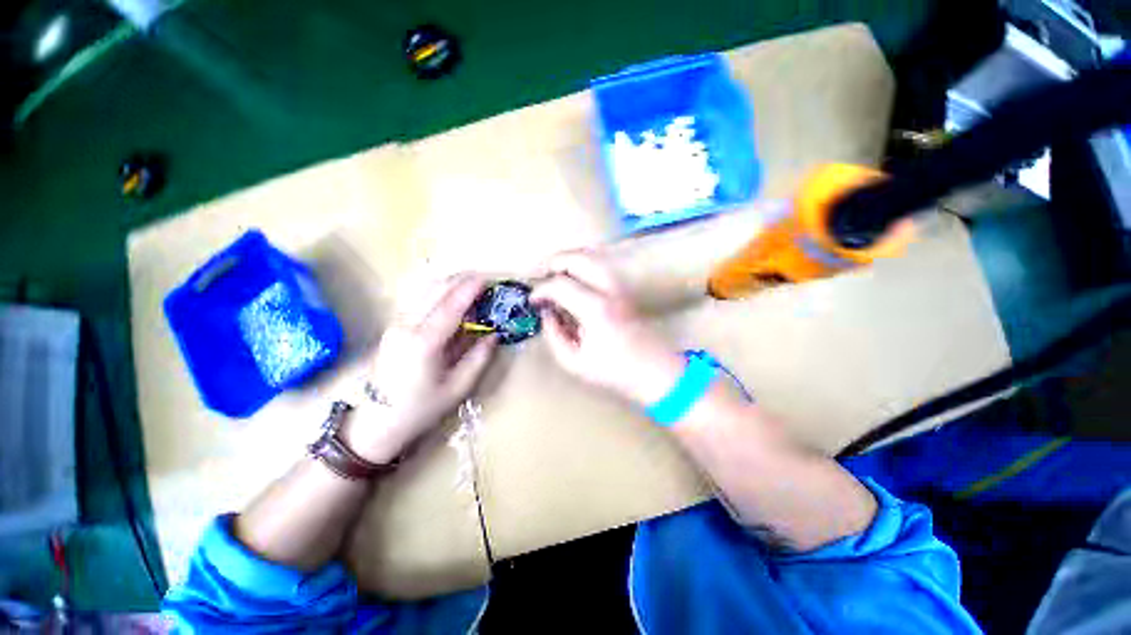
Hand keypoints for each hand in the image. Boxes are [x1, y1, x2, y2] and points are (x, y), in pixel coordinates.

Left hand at [342, 273, 497, 462]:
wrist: (377, 422)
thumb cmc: (421, 408)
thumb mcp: (458, 388)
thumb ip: (479, 358)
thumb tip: (494, 335)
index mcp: (424, 343)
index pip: (450, 306)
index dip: (469, 289)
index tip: (486, 279)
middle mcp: (406, 326)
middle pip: (434, 290)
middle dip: (459, 280)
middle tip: (482, 280)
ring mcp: (396, 324)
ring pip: (422, 290)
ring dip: (447, 283)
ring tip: (468, 285)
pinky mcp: (392, 326)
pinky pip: (416, 298)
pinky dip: (435, 290)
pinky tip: (448, 295)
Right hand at [531, 252, 684, 406]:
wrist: (654, 372)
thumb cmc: (614, 371)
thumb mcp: (574, 362)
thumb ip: (554, 335)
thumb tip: (546, 313)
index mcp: (595, 309)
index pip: (560, 285)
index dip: (541, 291)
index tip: (532, 301)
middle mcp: (609, 291)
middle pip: (578, 258)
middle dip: (554, 262)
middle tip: (539, 276)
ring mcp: (619, 288)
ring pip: (591, 257)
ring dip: (568, 262)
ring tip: (553, 276)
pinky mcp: (624, 291)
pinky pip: (598, 268)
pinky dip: (581, 268)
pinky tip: (572, 282)